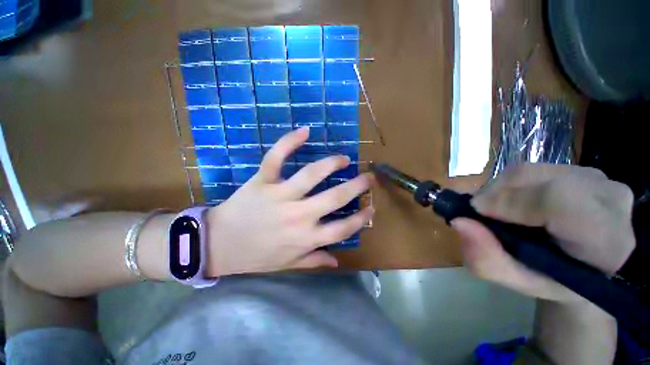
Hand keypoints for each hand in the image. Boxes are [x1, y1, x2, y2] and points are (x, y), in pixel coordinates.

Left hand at [206, 127, 373, 275]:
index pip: (343, 229)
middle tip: (367, 176)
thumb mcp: (288, 264)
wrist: (218, 245)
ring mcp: (280, 196)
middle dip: (356, 186)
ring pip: (311, 174)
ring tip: (343, 158)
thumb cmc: (255, 256)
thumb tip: (337, 262)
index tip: (371, 208)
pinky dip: (289, 142)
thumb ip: (314, 261)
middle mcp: (298, 216)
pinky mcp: (262, 181)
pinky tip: (305, 131)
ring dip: (331, 163)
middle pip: (334, 198)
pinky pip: (276, 158)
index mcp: (305, 238)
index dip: (361, 218)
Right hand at [452, 164, 634, 301]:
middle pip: (536, 179)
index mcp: (605, 239)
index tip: (477, 213)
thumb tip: (459, 222)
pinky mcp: (580, 168)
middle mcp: (608, 198)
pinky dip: (508, 184)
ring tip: (496, 210)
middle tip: (480, 214)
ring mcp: (596, 177)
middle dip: (496, 195)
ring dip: (499, 189)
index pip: (558, 200)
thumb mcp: (519, 282)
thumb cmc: (555, 280)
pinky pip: (531, 169)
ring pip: (528, 170)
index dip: (510, 202)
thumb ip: (488, 259)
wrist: (589, 266)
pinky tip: (511, 202)